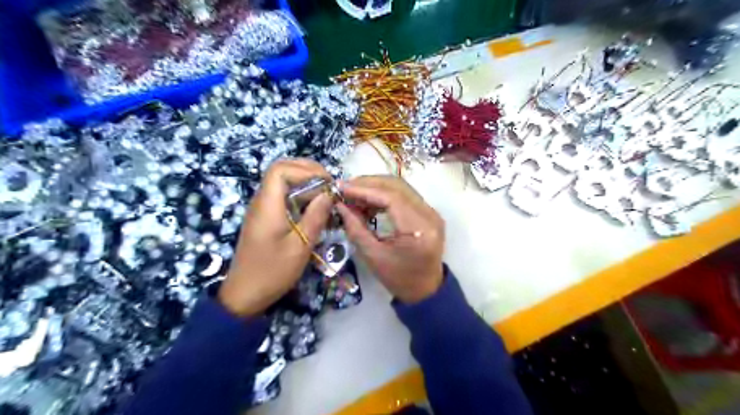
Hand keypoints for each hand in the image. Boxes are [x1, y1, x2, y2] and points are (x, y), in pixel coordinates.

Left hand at [219, 159, 332, 316]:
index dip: (306, 170)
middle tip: (330, 186)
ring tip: (327, 197)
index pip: (281, 170)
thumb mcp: (300, 246)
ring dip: (306, 185)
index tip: (328, 183)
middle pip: (281, 171)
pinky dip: (301, 197)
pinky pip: (283, 198)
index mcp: (267, 205)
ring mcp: (262, 210)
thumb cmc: (272, 272)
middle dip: (308, 172)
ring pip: (283, 184)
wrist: (244, 295)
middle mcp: (262, 202)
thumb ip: (315, 216)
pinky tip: (315, 210)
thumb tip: (329, 193)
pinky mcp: (265, 219)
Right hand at [338, 177, 444, 302]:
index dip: (365, 190)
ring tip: (353, 194)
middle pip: (397, 187)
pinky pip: (405, 196)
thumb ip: (356, 228)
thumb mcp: (373, 256)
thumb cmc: (399, 279)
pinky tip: (368, 201)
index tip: (342, 187)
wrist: (425, 290)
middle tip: (345, 188)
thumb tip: (340, 205)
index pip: (391, 198)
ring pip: (401, 188)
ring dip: (376, 187)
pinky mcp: (428, 213)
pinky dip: (385, 195)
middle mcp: (430, 215)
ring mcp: (431, 212)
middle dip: (369, 183)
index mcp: (419, 229)